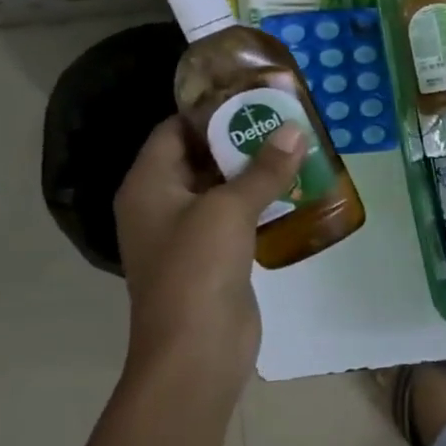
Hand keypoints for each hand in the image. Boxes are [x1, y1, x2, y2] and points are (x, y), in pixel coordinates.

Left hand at [113, 116, 305, 393]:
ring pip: (221, 188)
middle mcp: (162, 204)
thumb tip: (295, 129)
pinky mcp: (214, 257)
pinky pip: (236, 217)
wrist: (195, 351)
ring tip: (295, 145)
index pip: (174, 130)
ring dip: (254, 170)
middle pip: (199, 157)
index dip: (208, 110)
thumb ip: (263, 168)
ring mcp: (187, 233)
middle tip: (283, 116)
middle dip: (239, 137)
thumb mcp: (229, 209)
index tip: (251, 93)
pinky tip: (295, 188)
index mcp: (149, 185)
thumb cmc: (197, 269)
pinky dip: (261, 201)